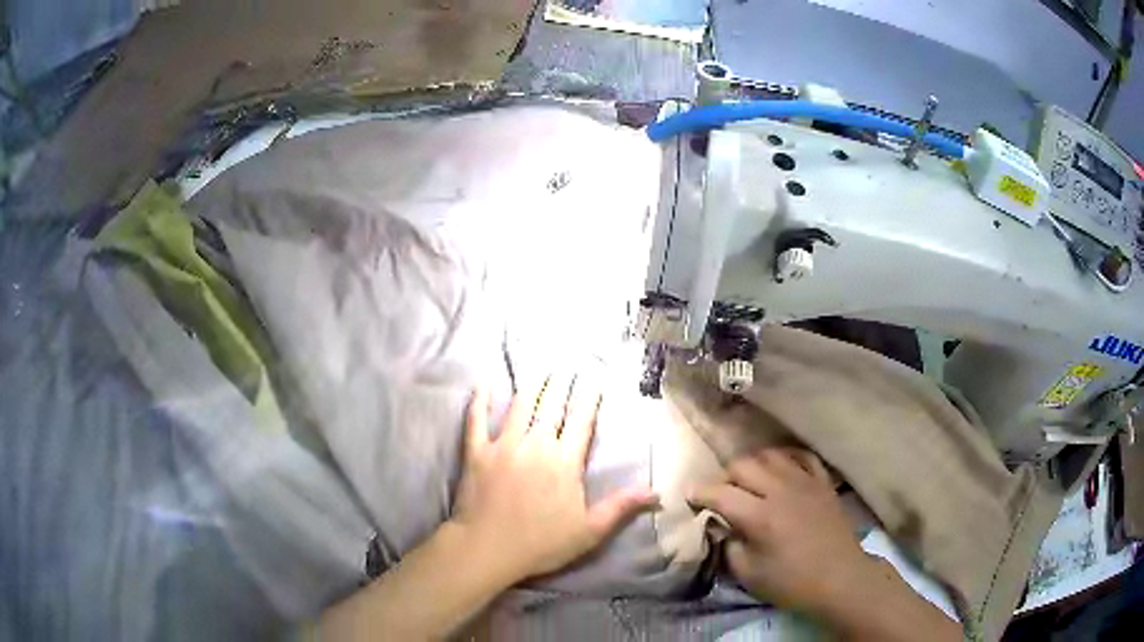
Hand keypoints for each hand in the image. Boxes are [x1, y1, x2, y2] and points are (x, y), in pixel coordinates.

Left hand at [451, 376, 658, 583]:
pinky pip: (476, 420)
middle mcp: (535, 445)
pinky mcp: (476, 452)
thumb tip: (656, 492)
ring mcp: (503, 446)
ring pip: (520, 406)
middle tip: (567, 364)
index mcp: (564, 462)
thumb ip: (621, 507)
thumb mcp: (589, 531)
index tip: (594, 377)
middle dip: (561, 383)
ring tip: (540, 367)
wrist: (488, 549)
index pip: (581, 421)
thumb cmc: (541, 543)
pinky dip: (479, 400)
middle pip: (551, 406)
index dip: (589, 397)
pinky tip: (483, 382)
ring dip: (531, 385)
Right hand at [690, 449, 959, 641]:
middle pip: (742, 465)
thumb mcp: (748, 574)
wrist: (840, 578)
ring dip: (752, 465)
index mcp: (759, 516)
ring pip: (770, 455)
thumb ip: (729, 546)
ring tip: (748, 481)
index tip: (689, 497)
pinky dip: (785, 458)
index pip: (720, 493)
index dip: (699, 493)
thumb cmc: (791, 582)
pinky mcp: (822, 482)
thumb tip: (722, 526)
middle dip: (724, 477)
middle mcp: (780, 490)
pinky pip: (801, 456)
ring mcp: (805, 482)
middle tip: (720, 493)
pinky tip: (780, 468)